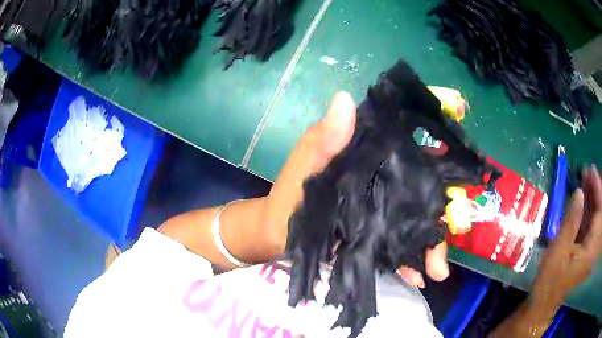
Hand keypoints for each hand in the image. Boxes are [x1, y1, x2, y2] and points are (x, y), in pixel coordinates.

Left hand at [263, 92, 449, 286]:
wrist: (278, 233)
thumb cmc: (290, 194)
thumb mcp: (306, 165)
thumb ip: (324, 139)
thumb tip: (344, 99)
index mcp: (371, 153)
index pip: (409, 136)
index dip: (436, 125)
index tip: (461, 116)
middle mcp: (385, 177)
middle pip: (425, 187)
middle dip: (444, 209)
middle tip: (454, 233)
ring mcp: (384, 208)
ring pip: (418, 220)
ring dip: (431, 245)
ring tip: (437, 270)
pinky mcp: (378, 233)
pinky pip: (401, 245)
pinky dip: (410, 261)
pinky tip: (418, 277)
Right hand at [532, 165, 601, 308]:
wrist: (544, 305)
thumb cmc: (549, 282)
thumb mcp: (557, 253)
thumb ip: (570, 222)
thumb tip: (579, 193)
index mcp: (591, 250)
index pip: (600, 212)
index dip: (598, 188)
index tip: (591, 170)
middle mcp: (594, 248)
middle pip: (601, 213)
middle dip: (597, 191)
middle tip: (588, 175)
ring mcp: (591, 250)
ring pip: (597, 218)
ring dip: (593, 199)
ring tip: (586, 183)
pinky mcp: (587, 251)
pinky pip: (592, 226)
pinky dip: (590, 211)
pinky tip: (584, 202)